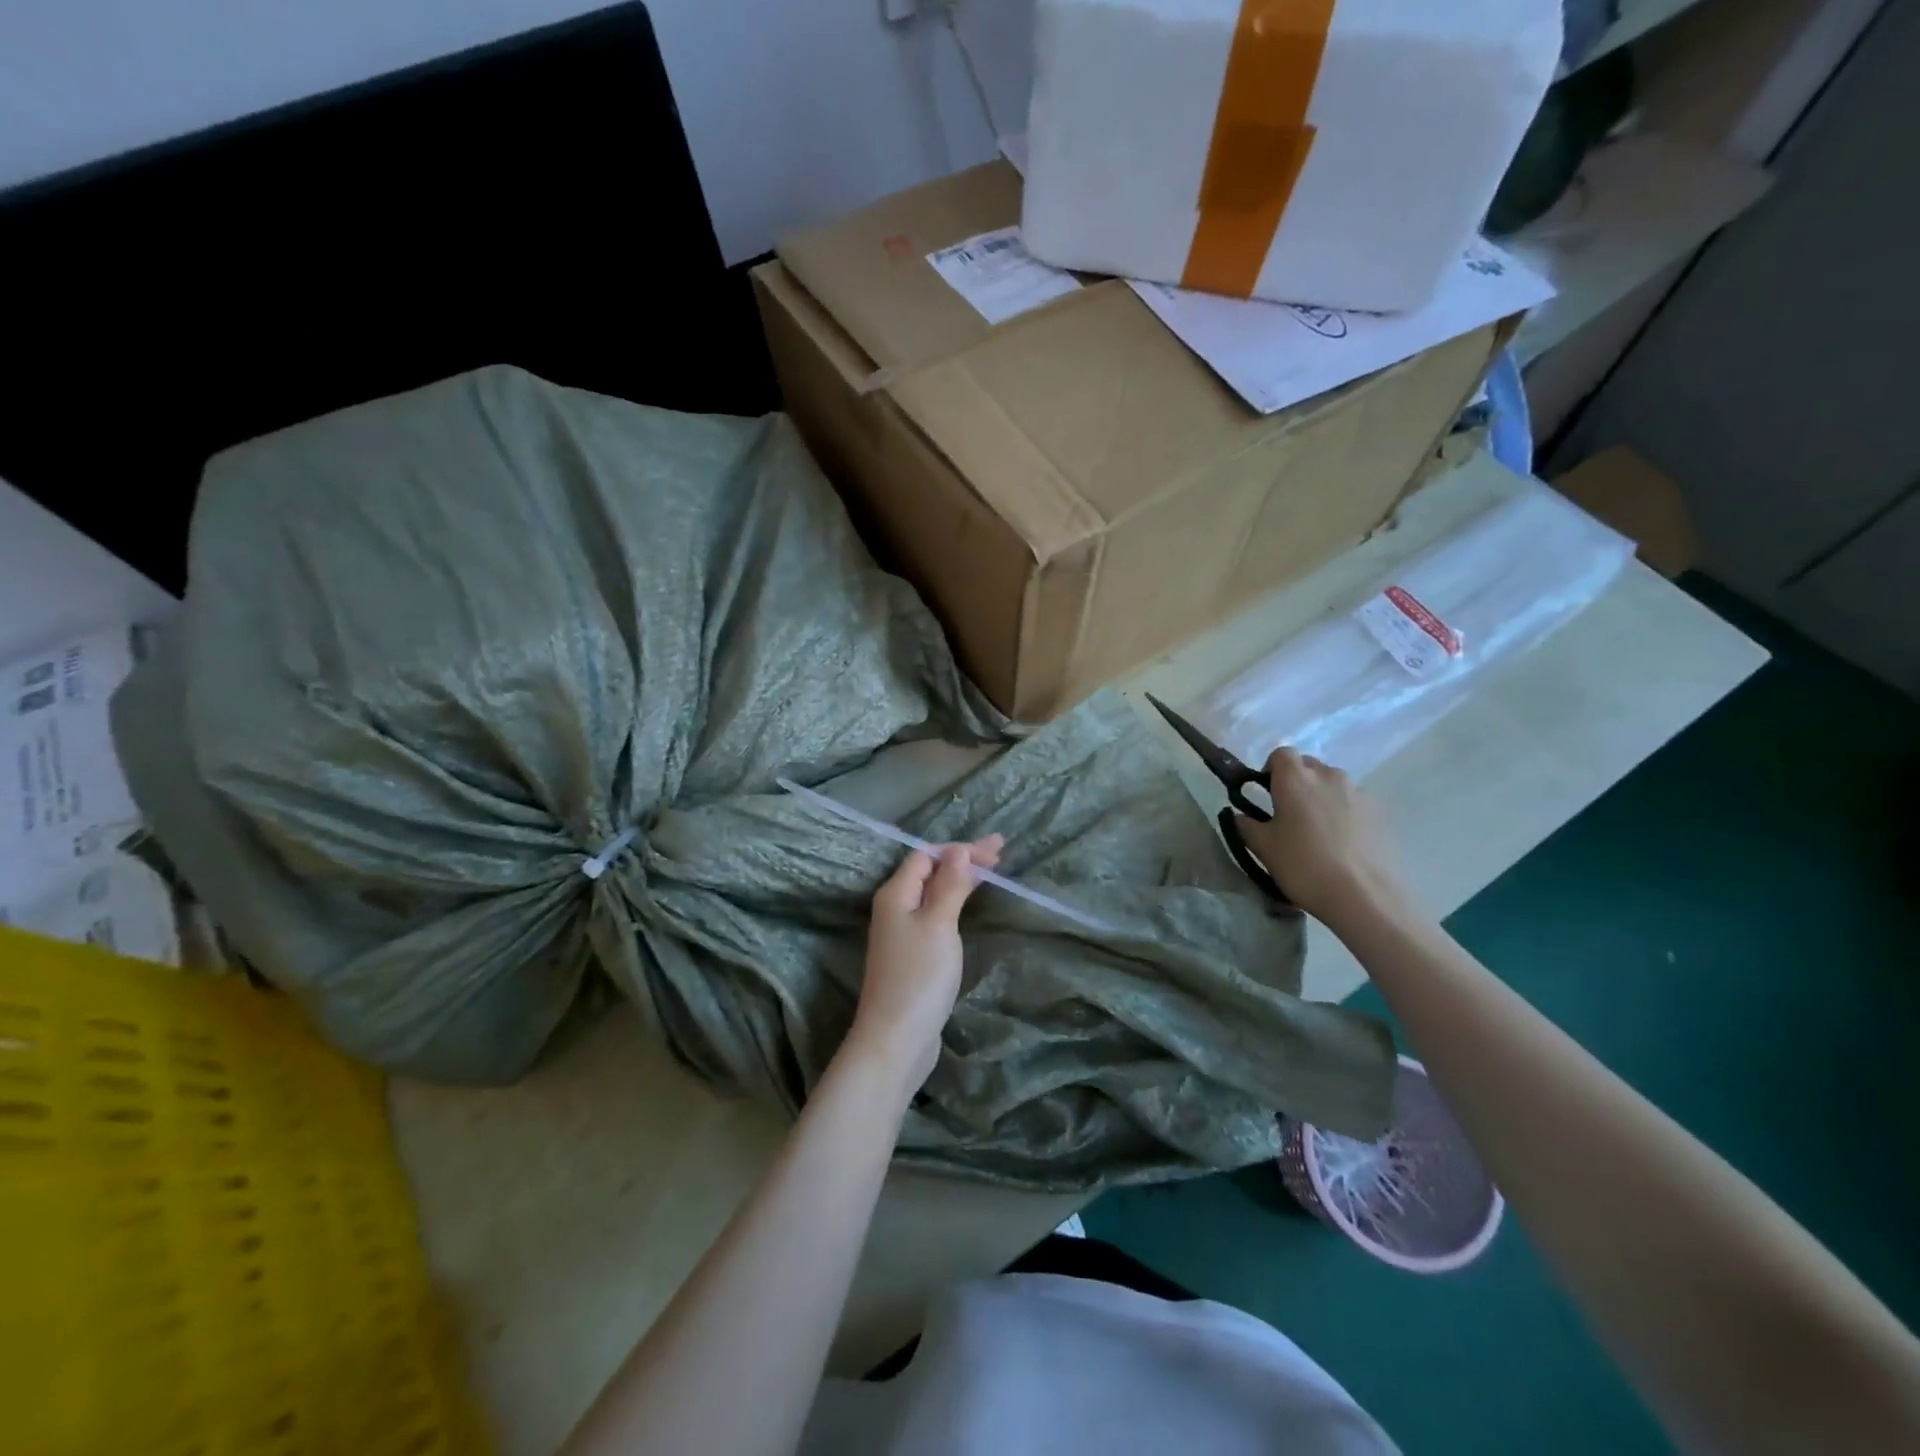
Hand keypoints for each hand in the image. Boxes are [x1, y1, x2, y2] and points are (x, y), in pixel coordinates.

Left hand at [845, 836, 1002, 1094]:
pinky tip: (968, 907)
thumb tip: (958, 851)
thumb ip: (949, 885)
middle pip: (929, 873)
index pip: (926, 856)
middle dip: (963, 861)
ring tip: (990, 874)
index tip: (996, 850)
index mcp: (896, 894)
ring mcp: (901, 934)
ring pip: (932, 895)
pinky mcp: (912, 956)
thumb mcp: (939, 923)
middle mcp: (894, 908)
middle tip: (1000, 855)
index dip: (960, 849)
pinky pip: (934, 916)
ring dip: (959, 881)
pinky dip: (954, 904)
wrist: (896, 1038)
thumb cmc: (919, 976)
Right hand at [1235, 748, 1405, 925]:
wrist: (1363, 896)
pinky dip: (1343, 813)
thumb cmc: (1303, 866)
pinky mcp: (1379, 812)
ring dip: (1321, 797)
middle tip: (1289, 814)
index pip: (1281, 754)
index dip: (1271, 769)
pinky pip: (1353, 802)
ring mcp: (1358, 792)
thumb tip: (1241, 814)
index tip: (1266, 793)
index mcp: (1295, 778)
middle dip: (1297, 782)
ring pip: (1332, 784)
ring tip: (1318, 831)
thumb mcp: (1262, 848)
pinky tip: (1341, 843)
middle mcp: (1328, 776)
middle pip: (1308, 766)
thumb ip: (1246, 825)